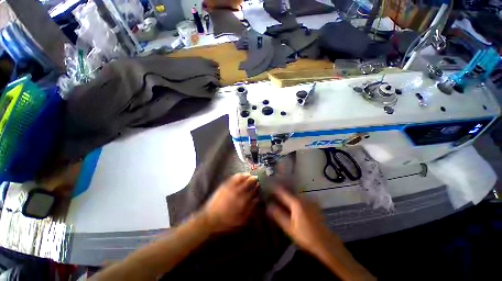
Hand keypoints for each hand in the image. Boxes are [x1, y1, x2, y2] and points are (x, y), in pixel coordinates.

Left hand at [200, 173, 258, 232]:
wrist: (210, 218)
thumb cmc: (227, 221)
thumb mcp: (241, 219)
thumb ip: (250, 209)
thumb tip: (256, 199)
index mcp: (242, 201)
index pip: (251, 191)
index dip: (256, 187)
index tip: (258, 184)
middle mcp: (236, 192)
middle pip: (247, 183)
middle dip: (252, 179)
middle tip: (256, 177)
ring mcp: (230, 188)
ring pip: (240, 179)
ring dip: (245, 176)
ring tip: (249, 174)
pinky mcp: (224, 186)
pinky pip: (232, 178)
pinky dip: (237, 175)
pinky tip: (240, 174)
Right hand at [267, 187, 375, 280]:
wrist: (327, 244)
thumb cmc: (306, 237)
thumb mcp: (289, 228)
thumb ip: (278, 215)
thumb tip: (268, 205)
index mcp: (296, 202)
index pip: (282, 192)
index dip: (274, 188)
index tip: (267, 186)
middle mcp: (303, 198)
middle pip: (288, 191)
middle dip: (280, 191)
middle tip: (271, 194)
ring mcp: (309, 201)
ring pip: (294, 195)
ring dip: (286, 195)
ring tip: (279, 199)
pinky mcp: (313, 205)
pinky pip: (300, 199)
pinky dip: (293, 199)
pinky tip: (290, 205)